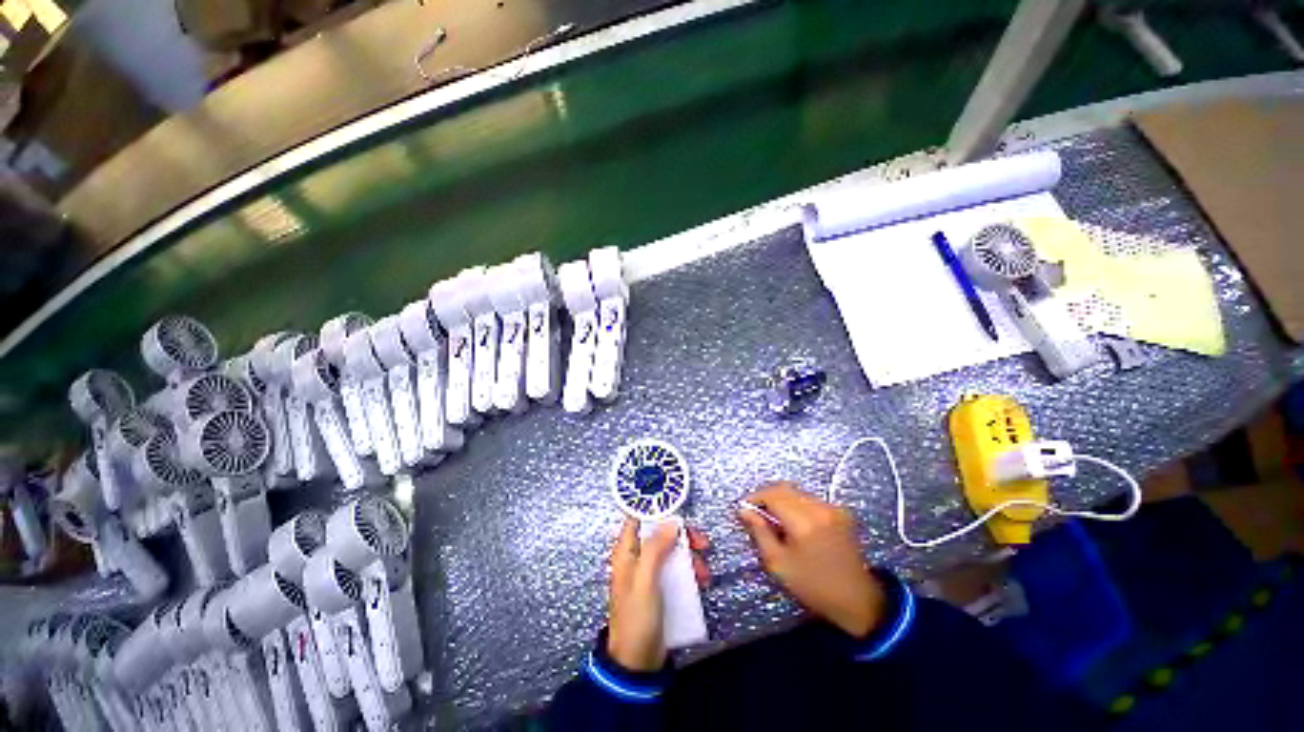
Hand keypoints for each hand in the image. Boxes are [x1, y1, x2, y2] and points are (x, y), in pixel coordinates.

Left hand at [607, 518, 709, 670]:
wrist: (638, 663)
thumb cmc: (636, 618)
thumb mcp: (645, 580)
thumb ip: (655, 549)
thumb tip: (671, 522)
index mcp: (626, 551)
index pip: (638, 519)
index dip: (656, 511)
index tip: (678, 509)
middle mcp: (637, 557)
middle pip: (661, 534)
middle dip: (682, 536)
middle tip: (702, 543)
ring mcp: (650, 573)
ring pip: (672, 551)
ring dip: (690, 556)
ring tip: (704, 571)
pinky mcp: (661, 587)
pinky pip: (677, 569)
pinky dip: (690, 571)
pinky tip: (702, 581)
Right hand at [738, 482, 884, 636]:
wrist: (858, 600)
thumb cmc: (814, 586)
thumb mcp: (779, 564)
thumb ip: (760, 533)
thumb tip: (744, 510)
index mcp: (804, 521)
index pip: (772, 494)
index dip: (754, 497)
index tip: (743, 508)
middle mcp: (819, 508)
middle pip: (784, 488)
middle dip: (766, 496)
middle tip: (755, 512)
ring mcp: (832, 508)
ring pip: (797, 492)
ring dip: (781, 499)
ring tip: (773, 518)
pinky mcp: (840, 511)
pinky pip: (810, 499)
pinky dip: (796, 504)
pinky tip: (793, 522)